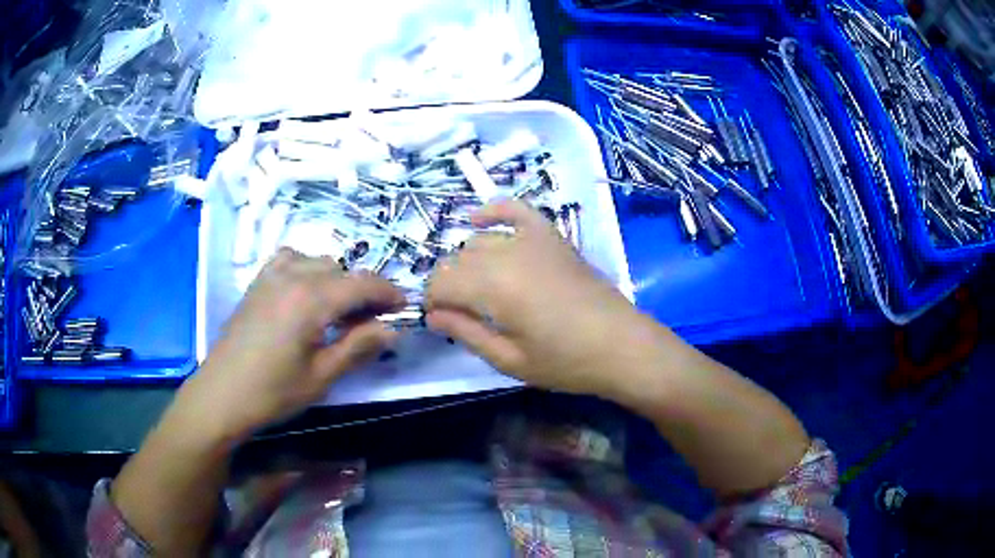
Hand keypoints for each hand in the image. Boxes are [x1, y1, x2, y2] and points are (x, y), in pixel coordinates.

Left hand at [178, 249, 404, 441]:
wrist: (221, 395)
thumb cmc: (273, 392)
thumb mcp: (322, 377)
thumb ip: (359, 347)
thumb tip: (391, 330)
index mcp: (311, 300)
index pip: (362, 283)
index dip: (388, 293)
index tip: (404, 308)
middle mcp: (292, 276)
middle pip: (342, 270)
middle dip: (363, 291)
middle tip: (370, 324)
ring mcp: (271, 276)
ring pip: (318, 261)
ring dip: (336, 280)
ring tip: (337, 311)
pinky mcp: (257, 282)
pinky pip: (290, 259)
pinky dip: (307, 268)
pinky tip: (305, 292)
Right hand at [425, 200, 649, 397]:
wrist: (622, 345)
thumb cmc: (567, 362)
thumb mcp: (510, 360)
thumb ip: (466, 333)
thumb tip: (432, 316)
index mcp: (495, 287)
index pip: (441, 284)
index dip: (431, 302)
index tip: (437, 321)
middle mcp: (508, 254)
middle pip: (456, 261)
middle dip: (447, 286)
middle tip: (458, 313)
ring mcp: (532, 240)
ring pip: (479, 241)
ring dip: (466, 262)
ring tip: (475, 289)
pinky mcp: (552, 236)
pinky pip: (516, 210)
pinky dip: (494, 210)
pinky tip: (477, 218)